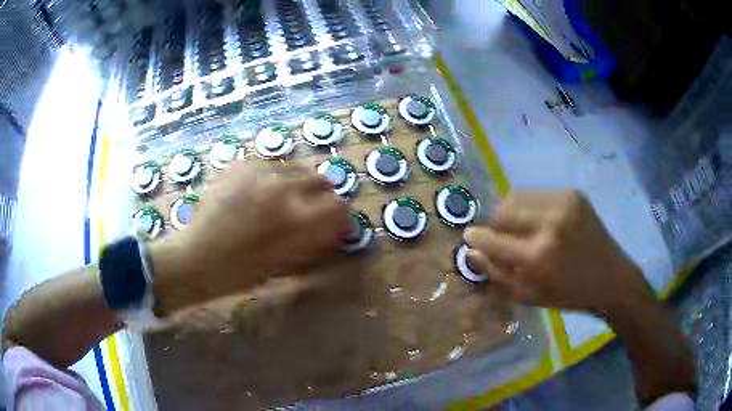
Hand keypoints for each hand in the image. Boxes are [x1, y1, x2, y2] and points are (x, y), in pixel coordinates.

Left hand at [151, 161, 349, 313]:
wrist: (195, 258)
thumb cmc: (240, 272)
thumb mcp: (286, 263)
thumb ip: (314, 240)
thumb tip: (334, 225)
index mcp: (295, 218)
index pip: (338, 206)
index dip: (340, 217)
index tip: (333, 226)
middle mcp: (281, 186)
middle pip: (321, 179)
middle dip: (321, 197)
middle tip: (308, 212)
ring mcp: (258, 171)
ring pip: (296, 166)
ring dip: (298, 183)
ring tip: (282, 199)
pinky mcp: (239, 165)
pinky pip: (269, 162)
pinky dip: (273, 176)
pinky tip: (260, 190)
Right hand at [463, 191, 654, 315]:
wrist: (611, 277)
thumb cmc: (569, 294)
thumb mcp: (530, 296)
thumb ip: (497, 274)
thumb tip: (472, 252)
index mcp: (538, 257)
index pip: (492, 240)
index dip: (476, 238)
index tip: (469, 237)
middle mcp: (549, 224)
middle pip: (502, 210)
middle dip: (494, 224)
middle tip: (500, 236)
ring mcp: (563, 204)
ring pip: (517, 196)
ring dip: (511, 212)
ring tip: (521, 228)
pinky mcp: (573, 194)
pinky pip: (537, 193)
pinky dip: (530, 206)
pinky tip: (540, 221)